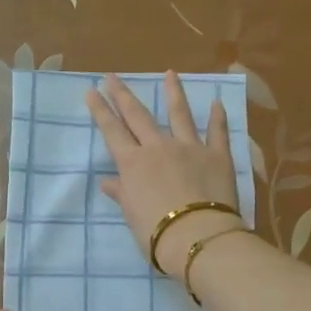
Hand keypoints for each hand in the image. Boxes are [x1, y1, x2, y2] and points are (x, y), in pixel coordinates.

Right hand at [86, 72, 246, 280]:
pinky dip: (218, 117)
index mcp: (133, 163)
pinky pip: (217, 132)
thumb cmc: (156, 231)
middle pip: (138, 116)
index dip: (101, 111)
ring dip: (174, 92)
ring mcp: (190, 147)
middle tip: (113, 76)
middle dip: (123, 95)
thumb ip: (122, 193)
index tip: (92, 91)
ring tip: (170, 73)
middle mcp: (158, 147)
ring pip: (180, 114)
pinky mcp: (217, 155)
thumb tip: (108, 182)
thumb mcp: (132, 214)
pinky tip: (218, 102)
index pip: (112, 131)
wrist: (197, 236)